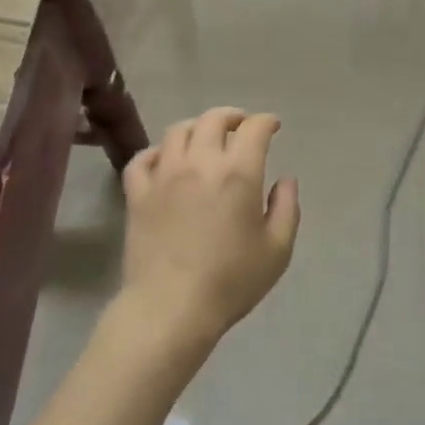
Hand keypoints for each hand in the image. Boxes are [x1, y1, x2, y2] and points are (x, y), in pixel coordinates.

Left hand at [118, 108, 300, 347]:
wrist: (171, 308)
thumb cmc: (231, 281)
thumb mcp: (277, 250)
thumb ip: (286, 208)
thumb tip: (286, 179)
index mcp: (238, 173)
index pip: (253, 129)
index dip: (265, 122)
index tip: (272, 126)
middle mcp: (200, 163)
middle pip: (213, 120)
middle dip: (232, 116)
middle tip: (240, 126)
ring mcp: (164, 175)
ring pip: (177, 131)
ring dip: (196, 128)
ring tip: (204, 139)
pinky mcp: (137, 194)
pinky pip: (142, 159)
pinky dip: (156, 153)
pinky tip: (165, 161)